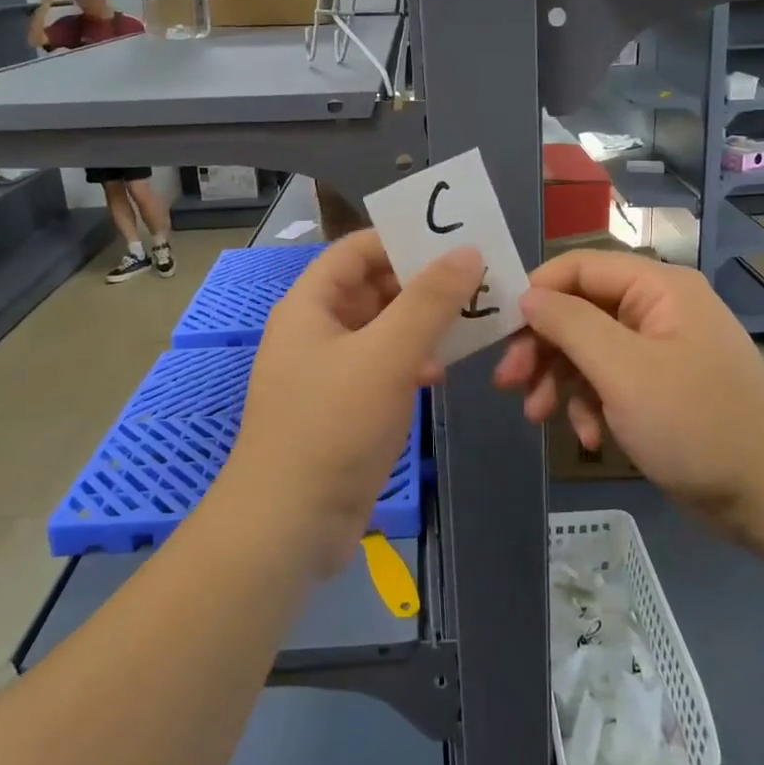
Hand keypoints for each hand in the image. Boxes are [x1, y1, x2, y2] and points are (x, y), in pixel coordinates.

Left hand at [219, 230, 484, 577]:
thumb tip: (466, 251)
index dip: (401, 240)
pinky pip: (381, 367)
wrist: (288, 524)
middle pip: (371, 288)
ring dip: (421, 325)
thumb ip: (429, 301)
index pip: (356, 250)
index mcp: (310, 305)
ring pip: (381, 329)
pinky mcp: (342, 407)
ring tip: (469, 324)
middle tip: (475, 283)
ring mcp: (327, 371)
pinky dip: (410, 362)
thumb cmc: (332, 426)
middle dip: (420, 284)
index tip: (453, 243)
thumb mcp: (387, 356)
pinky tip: (438, 373)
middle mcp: (315, 330)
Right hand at [494, 251, 763, 545]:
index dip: (536, 293)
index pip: (579, 267)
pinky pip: (608, 381)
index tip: (501, 332)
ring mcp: (658, 351)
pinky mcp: (657, 388)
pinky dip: (590, 405)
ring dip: (560, 381)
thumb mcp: (624, 370)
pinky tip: (590, 438)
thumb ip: (570, 325)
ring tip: (539, 417)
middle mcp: (656, 309)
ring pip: (587, 350)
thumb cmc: (696, 422)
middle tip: (508, 382)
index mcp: (657, 288)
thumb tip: (527, 295)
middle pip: (579, 311)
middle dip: (543, 347)